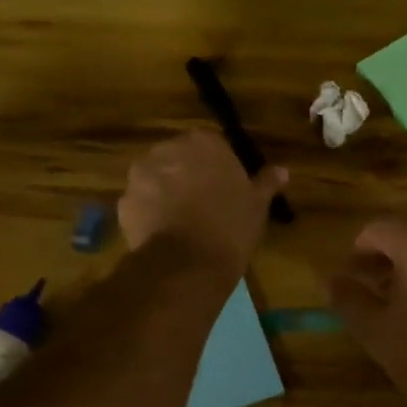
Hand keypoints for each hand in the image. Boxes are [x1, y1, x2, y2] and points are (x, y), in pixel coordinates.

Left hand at [118, 130, 287, 278]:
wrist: (187, 264)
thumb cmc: (230, 227)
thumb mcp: (257, 206)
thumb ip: (266, 183)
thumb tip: (282, 171)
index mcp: (204, 143)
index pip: (212, 146)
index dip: (219, 168)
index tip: (226, 189)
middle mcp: (167, 149)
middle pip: (179, 157)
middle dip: (188, 176)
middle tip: (204, 204)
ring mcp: (140, 175)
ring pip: (156, 178)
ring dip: (166, 192)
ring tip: (182, 222)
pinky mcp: (124, 201)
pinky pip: (141, 203)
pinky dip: (149, 214)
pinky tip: (164, 234)